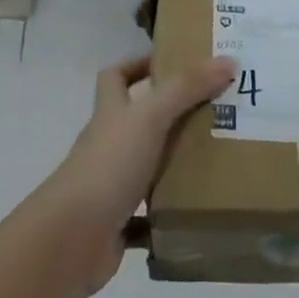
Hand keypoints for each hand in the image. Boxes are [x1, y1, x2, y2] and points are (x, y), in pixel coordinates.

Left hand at [37, 55, 235, 297]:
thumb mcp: (150, 116)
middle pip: (137, 121)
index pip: (116, 76)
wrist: (71, 238)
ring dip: (174, 163)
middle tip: (214, 112)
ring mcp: (111, 184)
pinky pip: (148, 216)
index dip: (138, 65)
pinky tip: (197, 211)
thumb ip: (186, 87)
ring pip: (146, 166)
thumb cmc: (109, 164)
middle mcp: (109, 144)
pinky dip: (168, 213)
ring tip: (217, 158)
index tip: (173, 63)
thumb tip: (227, 59)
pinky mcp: (118, 223)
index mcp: (111, 113)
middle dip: (171, 115)